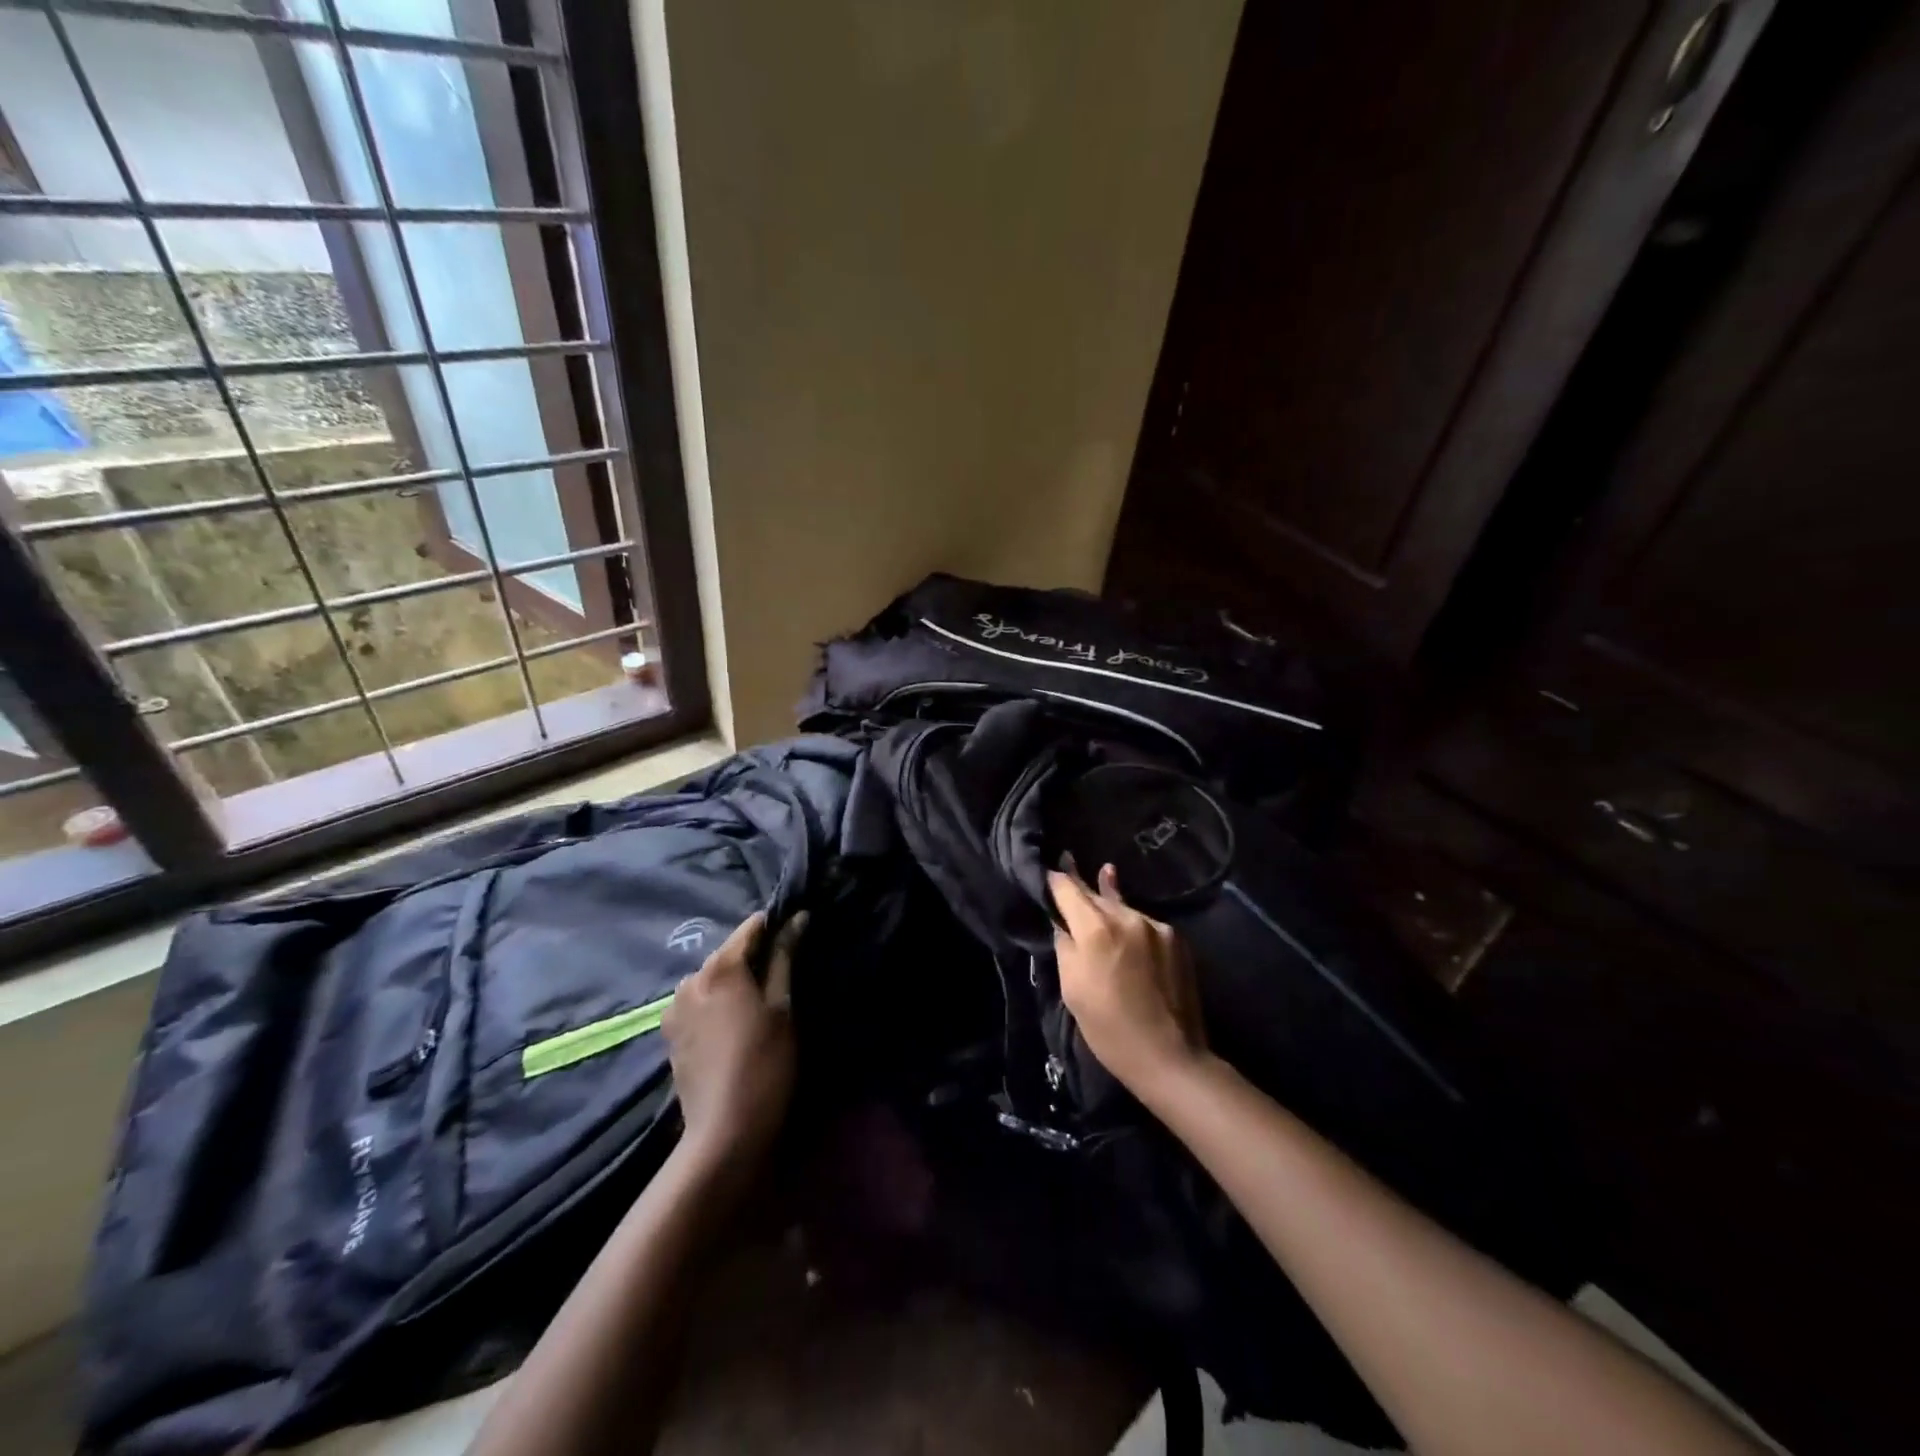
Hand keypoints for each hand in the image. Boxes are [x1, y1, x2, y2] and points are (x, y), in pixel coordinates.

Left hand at [661, 909, 803, 1166]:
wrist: (724, 1131)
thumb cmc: (765, 1063)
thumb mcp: (783, 1007)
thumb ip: (785, 958)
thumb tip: (797, 918)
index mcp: (720, 967)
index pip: (752, 927)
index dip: (776, 926)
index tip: (797, 934)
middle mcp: (691, 978)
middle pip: (729, 953)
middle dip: (754, 957)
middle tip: (783, 974)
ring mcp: (675, 1007)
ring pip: (713, 978)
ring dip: (734, 981)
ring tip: (759, 1002)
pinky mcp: (670, 1033)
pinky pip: (699, 1002)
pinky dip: (717, 1003)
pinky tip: (734, 1024)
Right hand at [1048, 863, 1208, 1096]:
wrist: (1170, 1057)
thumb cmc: (1109, 1029)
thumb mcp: (1072, 989)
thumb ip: (1065, 946)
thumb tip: (1061, 922)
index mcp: (1096, 929)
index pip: (1068, 889)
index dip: (1055, 879)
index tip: (1047, 869)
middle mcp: (1127, 917)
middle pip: (1096, 893)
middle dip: (1080, 884)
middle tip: (1068, 860)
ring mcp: (1156, 925)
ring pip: (1122, 906)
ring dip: (1109, 902)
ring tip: (1103, 874)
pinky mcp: (1176, 938)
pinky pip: (1144, 922)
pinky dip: (1131, 922)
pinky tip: (1127, 919)